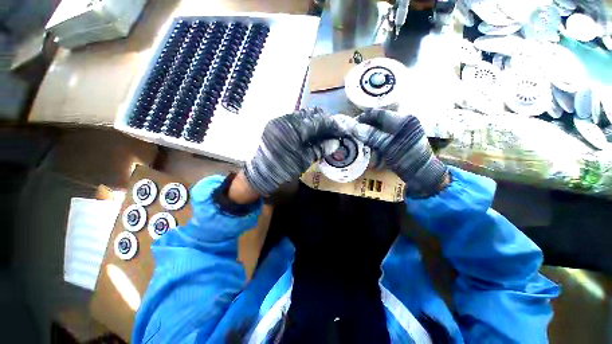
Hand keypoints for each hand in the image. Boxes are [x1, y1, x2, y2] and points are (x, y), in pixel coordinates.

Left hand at [244, 108, 345, 195]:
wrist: (260, 174)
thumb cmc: (282, 170)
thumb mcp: (303, 160)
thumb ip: (320, 149)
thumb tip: (336, 143)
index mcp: (292, 129)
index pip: (318, 121)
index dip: (332, 125)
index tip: (341, 130)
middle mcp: (285, 119)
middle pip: (311, 115)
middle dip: (324, 122)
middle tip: (333, 132)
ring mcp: (279, 120)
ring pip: (303, 115)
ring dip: (315, 122)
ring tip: (323, 133)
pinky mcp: (276, 123)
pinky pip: (295, 119)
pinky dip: (305, 124)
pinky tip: (310, 133)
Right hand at [352, 109, 448, 197]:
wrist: (422, 173)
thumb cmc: (406, 160)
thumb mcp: (388, 148)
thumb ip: (372, 136)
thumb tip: (355, 127)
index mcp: (403, 120)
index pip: (378, 113)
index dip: (364, 117)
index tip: (352, 124)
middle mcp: (404, 121)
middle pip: (379, 119)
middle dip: (366, 126)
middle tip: (355, 133)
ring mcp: (404, 129)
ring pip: (381, 127)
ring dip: (371, 133)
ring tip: (362, 140)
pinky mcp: (403, 137)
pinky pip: (386, 134)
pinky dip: (377, 138)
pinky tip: (372, 145)